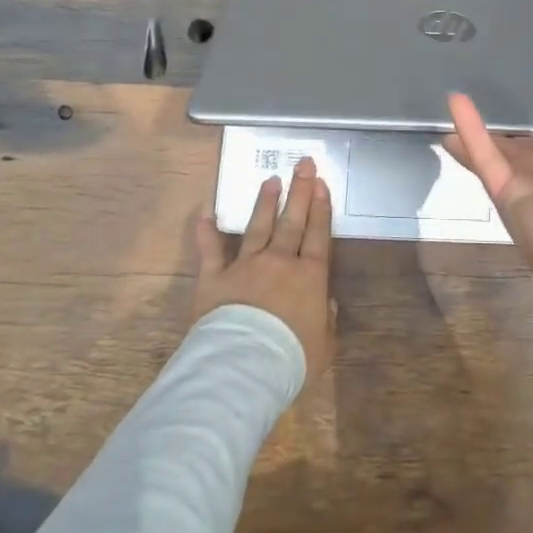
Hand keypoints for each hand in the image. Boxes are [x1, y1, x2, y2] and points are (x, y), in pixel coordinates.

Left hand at [193, 157, 336, 378]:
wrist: (244, 368)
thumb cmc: (291, 359)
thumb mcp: (324, 346)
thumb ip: (326, 320)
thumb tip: (326, 303)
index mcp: (309, 276)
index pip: (318, 234)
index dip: (321, 207)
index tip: (321, 183)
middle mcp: (279, 262)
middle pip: (291, 221)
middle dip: (299, 190)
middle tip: (303, 164)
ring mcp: (245, 266)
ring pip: (257, 227)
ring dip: (264, 202)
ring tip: (271, 180)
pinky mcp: (214, 278)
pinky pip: (210, 251)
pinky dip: (206, 231)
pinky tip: (205, 212)